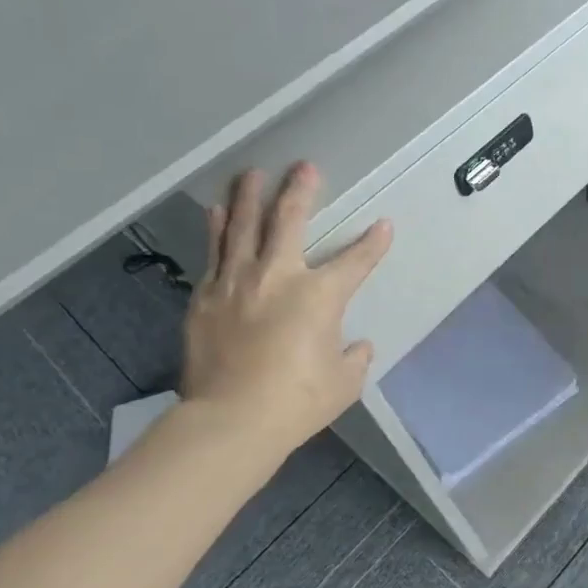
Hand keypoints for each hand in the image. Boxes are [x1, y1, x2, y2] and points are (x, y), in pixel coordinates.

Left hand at [180, 164, 391, 462]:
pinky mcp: (205, 299)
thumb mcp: (343, 382)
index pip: (356, 261)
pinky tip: (215, 213)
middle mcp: (278, 276)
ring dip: (249, 198)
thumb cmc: (297, 402)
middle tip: (304, 166)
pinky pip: (214, 254)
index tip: (382, 225)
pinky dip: (217, 231)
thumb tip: (357, 348)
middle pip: (289, 221)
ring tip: (251, 174)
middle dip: (300, 191)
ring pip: (242, 228)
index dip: (373, 243)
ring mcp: (236, 283)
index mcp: (320, 295)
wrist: (231, 420)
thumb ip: (354, 358)